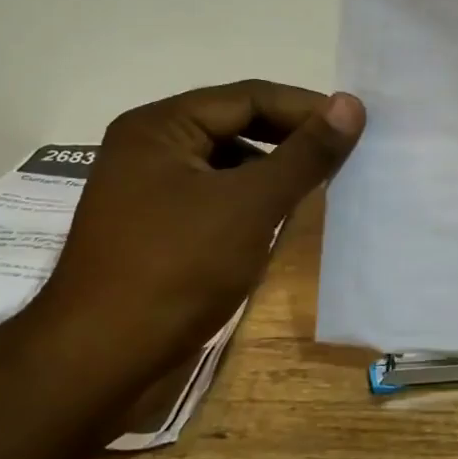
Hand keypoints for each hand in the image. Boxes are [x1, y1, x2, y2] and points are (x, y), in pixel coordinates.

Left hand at [24, 80, 364, 384]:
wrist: (101, 361)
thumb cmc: (176, 268)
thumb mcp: (249, 205)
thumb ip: (304, 155)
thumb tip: (351, 104)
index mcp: (160, 127)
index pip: (247, 97)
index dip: (304, 107)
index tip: (356, 125)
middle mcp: (150, 149)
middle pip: (235, 126)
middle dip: (290, 139)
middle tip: (343, 154)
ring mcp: (150, 192)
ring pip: (227, 165)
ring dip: (273, 172)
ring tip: (320, 185)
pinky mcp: (158, 230)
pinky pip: (215, 199)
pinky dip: (251, 203)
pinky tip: (280, 221)